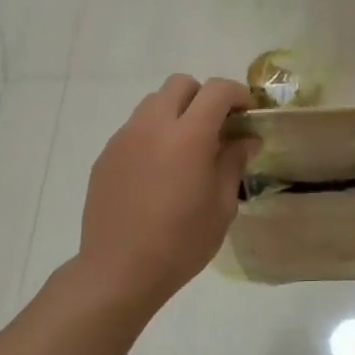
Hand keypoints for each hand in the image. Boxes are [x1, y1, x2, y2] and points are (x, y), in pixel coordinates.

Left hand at [74, 75, 256, 311]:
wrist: (118, 270)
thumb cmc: (180, 243)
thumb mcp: (221, 206)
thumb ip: (233, 163)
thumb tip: (246, 138)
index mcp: (188, 136)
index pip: (217, 90)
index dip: (238, 94)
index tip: (248, 114)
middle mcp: (152, 126)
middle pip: (180, 84)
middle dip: (204, 97)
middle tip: (216, 129)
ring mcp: (124, 138)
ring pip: (153, 103)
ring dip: (176, 113)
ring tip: (185, 150)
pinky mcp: (106, 155)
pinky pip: (134, 129)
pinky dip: (153, 135)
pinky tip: (158, 172)